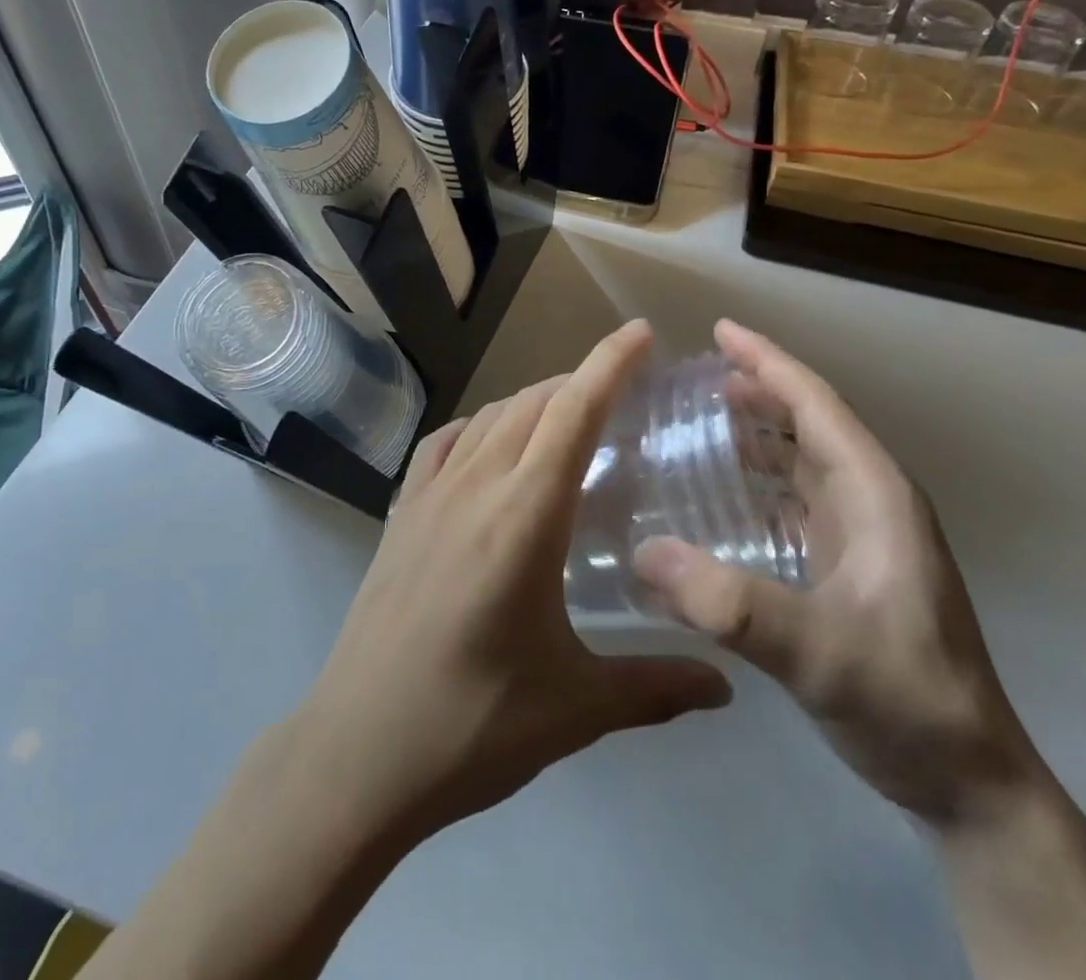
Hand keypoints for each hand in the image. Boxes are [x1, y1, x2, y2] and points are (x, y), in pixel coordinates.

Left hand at [287, 320, 730, 846]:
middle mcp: (475, 487)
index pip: (574, 414)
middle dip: (581, 381)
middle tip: (623, 388)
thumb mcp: (576, 707)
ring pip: (489, 418)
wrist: (358, 752)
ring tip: (567, 414)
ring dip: (532, 401)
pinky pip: (444, 445)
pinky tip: (489, 444)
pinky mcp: (401, 515)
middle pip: (533, 405)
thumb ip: (656, 686)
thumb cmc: (473, 725)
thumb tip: (727, 686)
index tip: (642, 333)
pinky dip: (478, 427)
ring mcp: (429, 496)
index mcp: (523, 516)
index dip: (610, 364)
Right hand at [634, 320, 1038, 827]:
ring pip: (800, 461)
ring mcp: (863, 537)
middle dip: (754, 391)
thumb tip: (644, 551)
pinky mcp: (849, 567)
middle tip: (688, 380)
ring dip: (754, 434)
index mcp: (876, 496)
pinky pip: (793, 501)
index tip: (719, 331)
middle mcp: (871, 503)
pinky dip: (756, 482)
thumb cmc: (907, 703)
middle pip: (806, 424)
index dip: (768, 362)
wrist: (970, 787)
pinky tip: (719, 496)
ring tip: (695, 422)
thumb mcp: (818, 653)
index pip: (816, 405)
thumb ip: (732, 604)